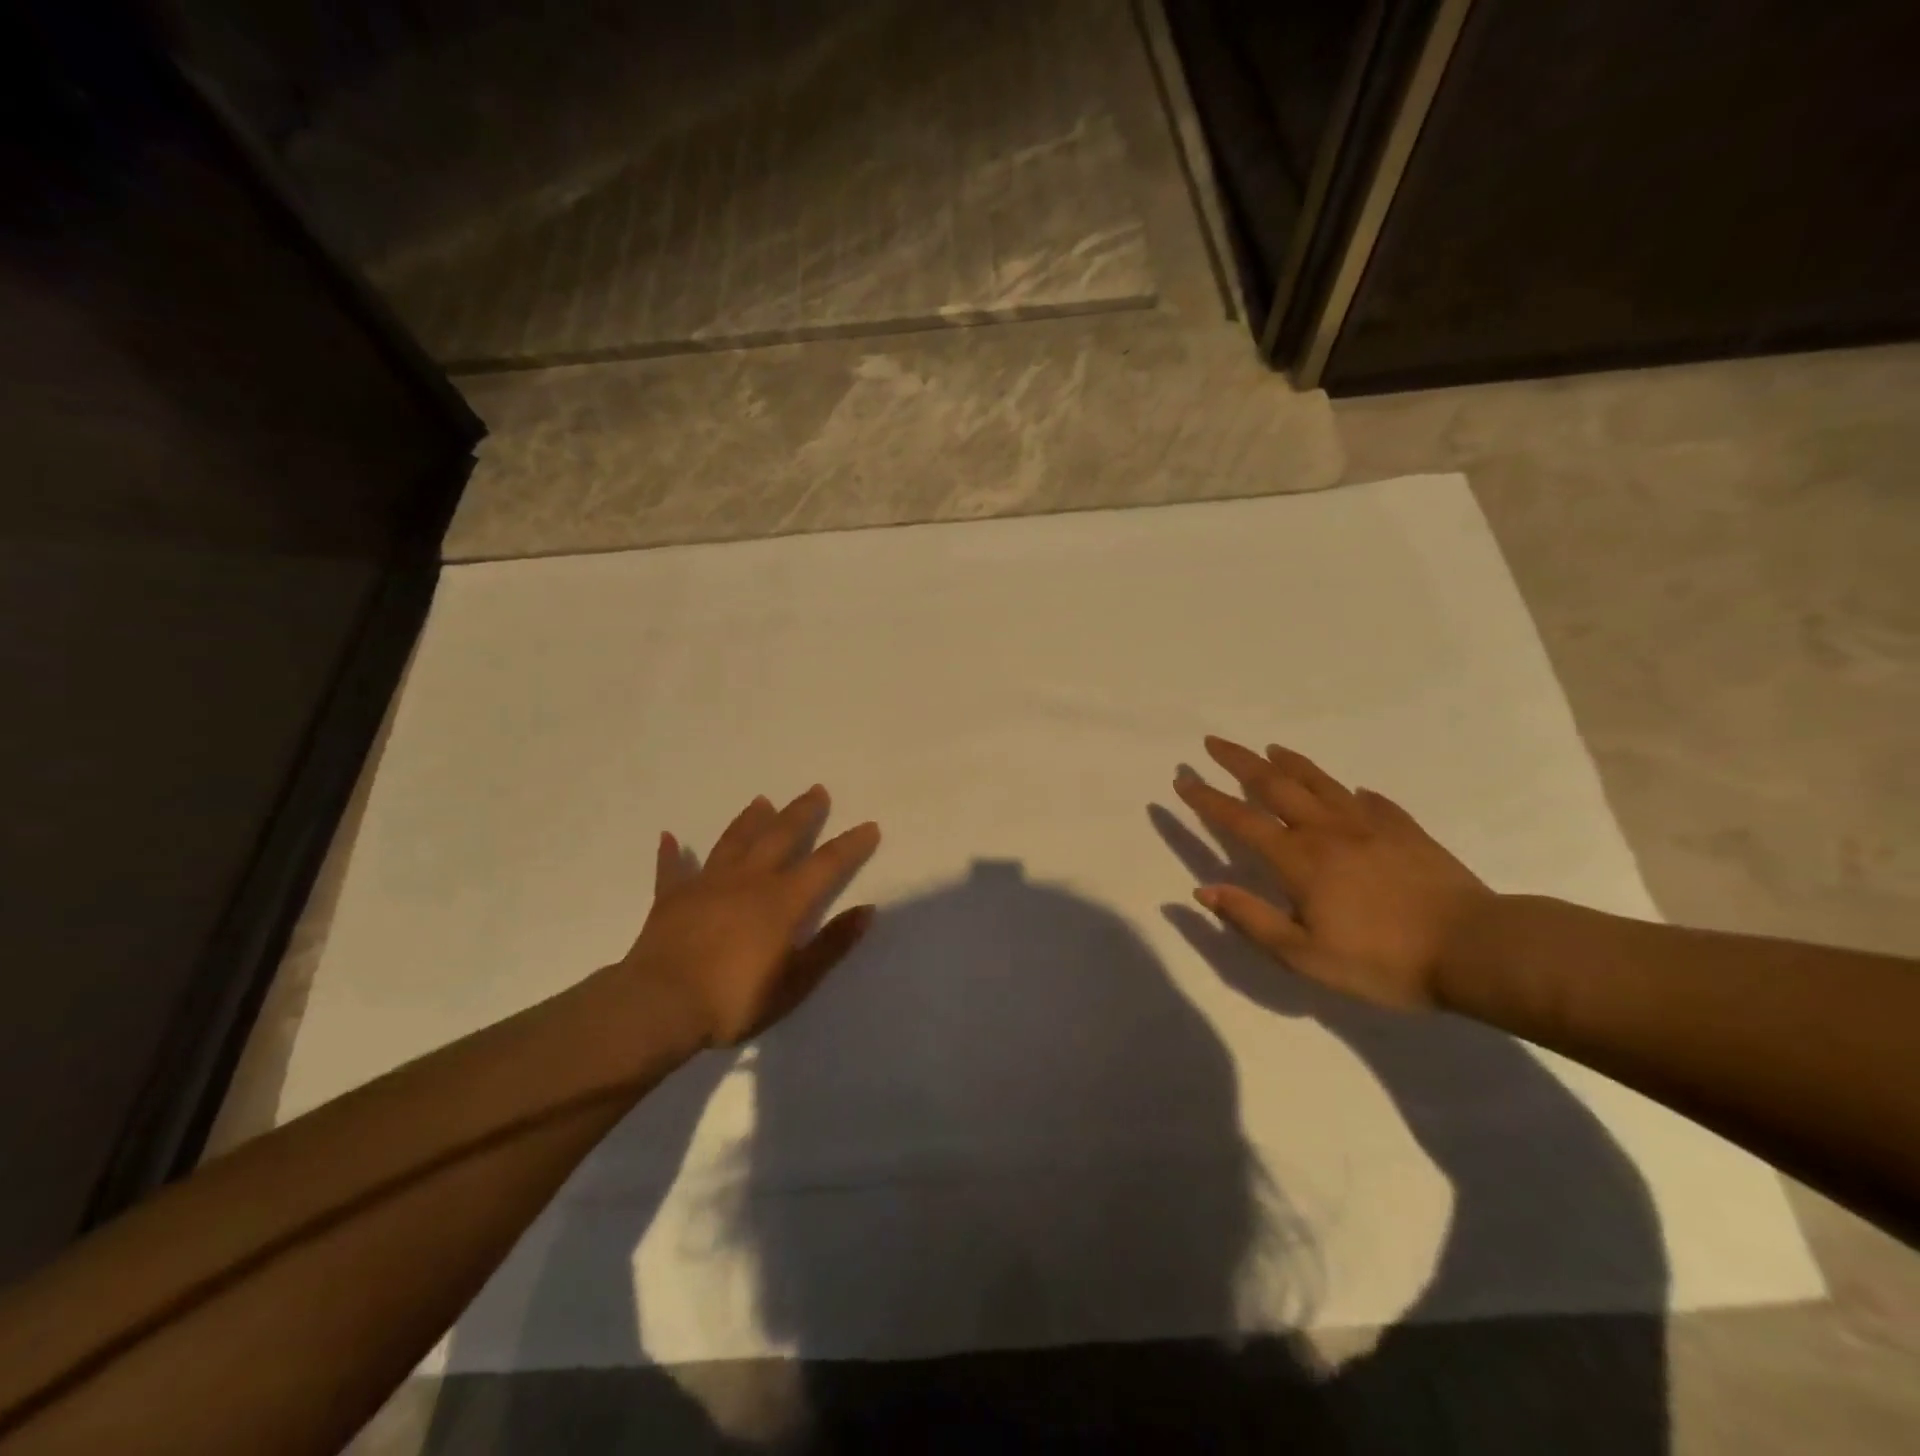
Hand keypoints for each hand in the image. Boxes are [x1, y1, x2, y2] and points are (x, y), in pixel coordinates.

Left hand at [619, 785, 881, 1046]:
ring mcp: (707, 884)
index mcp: (783, 901)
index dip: (850, 845)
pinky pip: (672, 868)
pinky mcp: (671, 898)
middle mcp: (749, 880)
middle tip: (816, 790)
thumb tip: (867, 910)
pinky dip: (671, 853)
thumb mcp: (795, 983)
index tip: (869, 826)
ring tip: (762, 801)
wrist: (659, 1006)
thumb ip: (831, 945)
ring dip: (749, 820)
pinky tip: (669, 837)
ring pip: (734, 841)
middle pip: (780, 836)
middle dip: (802, 813)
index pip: (826, 864)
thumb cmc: (733, 1001)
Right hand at [1173, 737, 1492, 1009]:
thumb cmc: (1382, 961)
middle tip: (1213, 742)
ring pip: (1321, 783)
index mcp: (1298, 860)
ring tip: (1270, 748)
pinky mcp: (1406, 832)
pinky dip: (1353, 793)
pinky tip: (1352, 791)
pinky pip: (1373, 802)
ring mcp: (1370, 826)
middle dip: (1239, 762)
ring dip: (1290, 763)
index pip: (1240, 820)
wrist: (1476, 950)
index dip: (1207, 799)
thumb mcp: (1305, 955)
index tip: (1182, 779)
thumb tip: (1202, 891)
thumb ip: (1251, 919)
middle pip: (1274, 786)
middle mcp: (1327, 831)